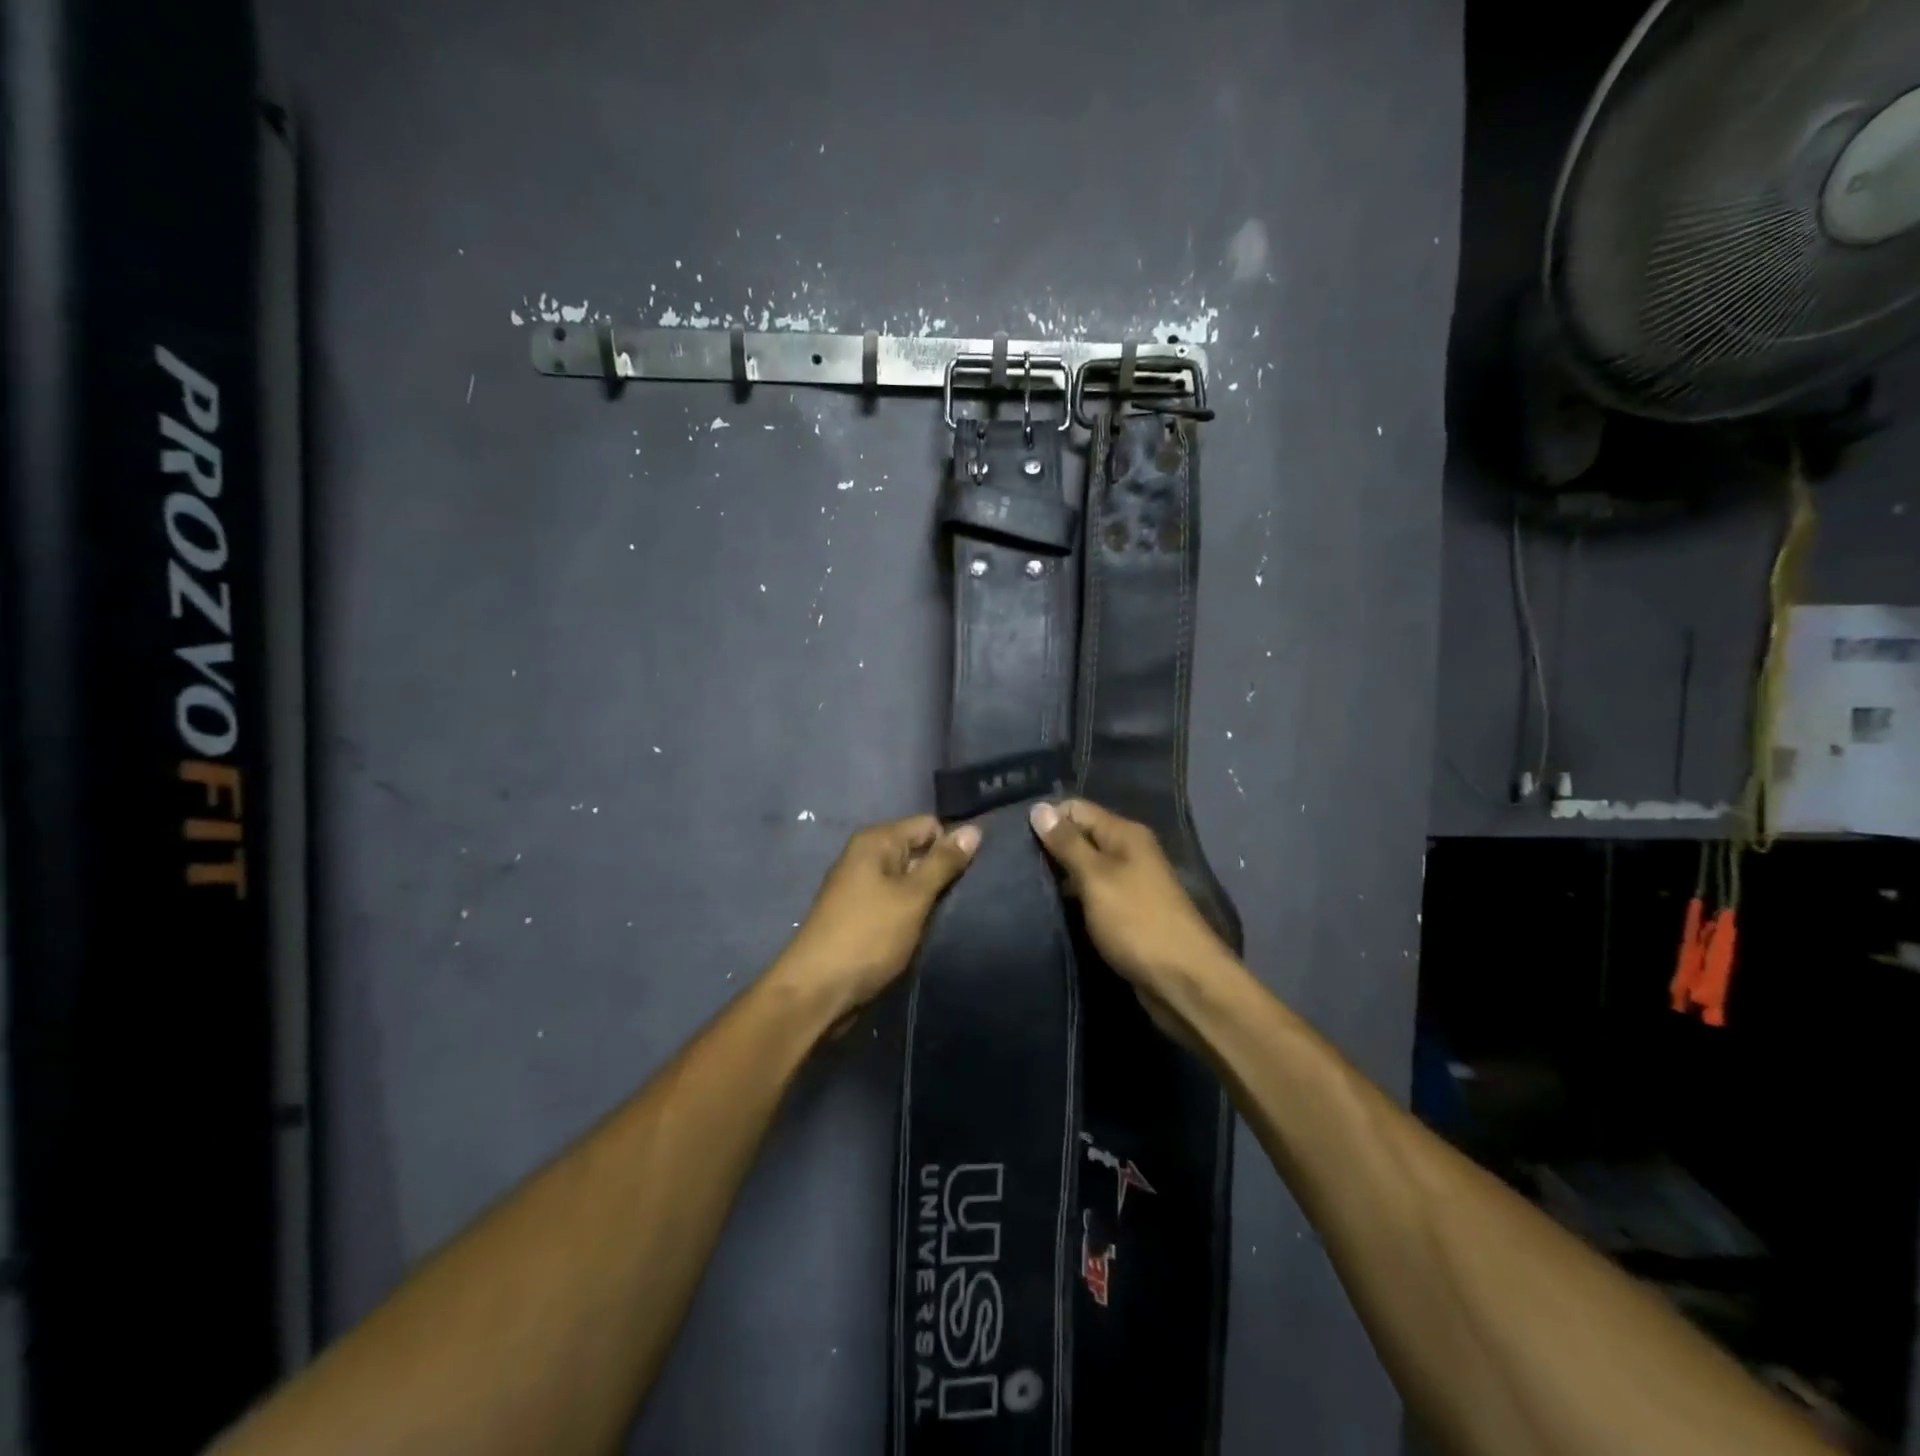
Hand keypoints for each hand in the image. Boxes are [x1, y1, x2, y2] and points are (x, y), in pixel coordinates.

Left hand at [774, 815, 980, 1018]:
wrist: (817, 991)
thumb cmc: (868, 936)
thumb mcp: (912, 897)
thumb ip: (943, 863)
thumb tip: (974, 829)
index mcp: (876, 841)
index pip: (929, 825)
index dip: (952, 846)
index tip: (972, 874)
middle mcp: (866, 856)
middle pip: (919, 851)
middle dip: (942, 872)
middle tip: (968, 896)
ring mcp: (862, 886)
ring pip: (910, 880)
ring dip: (929, 896)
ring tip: (952, 914)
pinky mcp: (861, 914)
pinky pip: (897, 901)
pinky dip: (913, 912)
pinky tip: (927, 929)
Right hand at [1029, 799, 1234, 1036]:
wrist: (1183, 981)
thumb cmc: (1137, 922)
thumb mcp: (1096, 877)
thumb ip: (1067, 843)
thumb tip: (1038, 808)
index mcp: (1125, 834)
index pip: (1076, 809)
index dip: (1047, 818)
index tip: (1014, 838)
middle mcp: (1129, 852)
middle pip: (1081, 836)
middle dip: (1049, 848)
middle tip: (1011, 864)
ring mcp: (1129, 883)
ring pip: (1084, 868)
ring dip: (1058, 876)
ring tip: (1021, 886)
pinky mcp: (1125, 912)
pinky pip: (1092, 894)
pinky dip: (1072, 898)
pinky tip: (1048, 908)